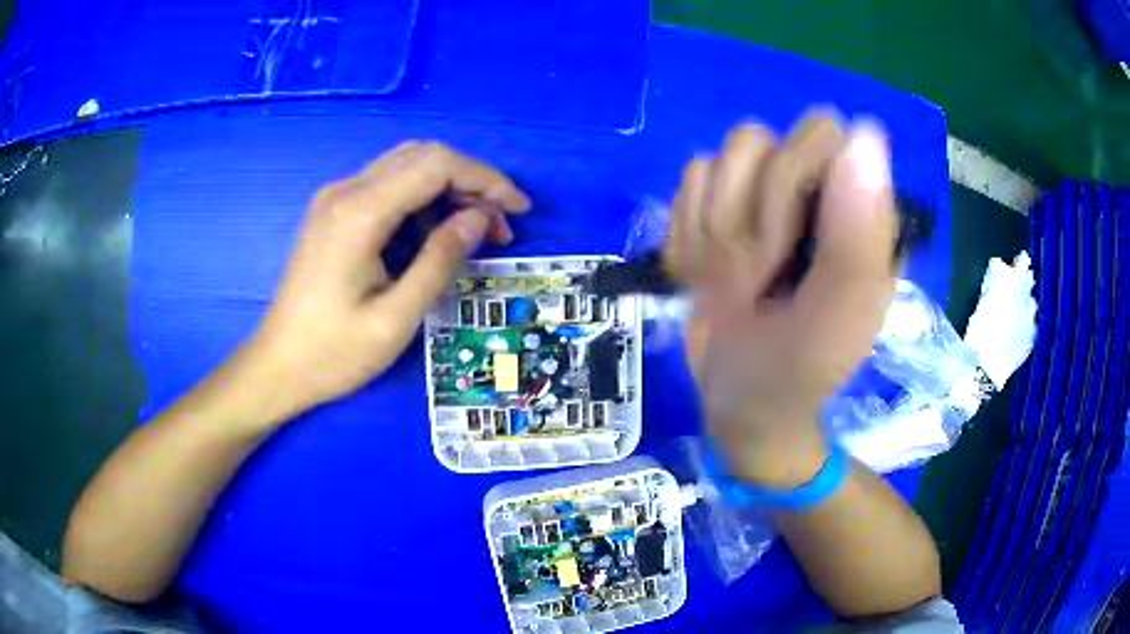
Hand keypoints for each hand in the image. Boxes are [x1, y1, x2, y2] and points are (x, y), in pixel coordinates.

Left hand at [242, 142, 530, 423]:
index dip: (485, 179)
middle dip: (470, 181)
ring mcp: (335, 198)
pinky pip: (388, 186)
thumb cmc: (333, 353)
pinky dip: (422, 199)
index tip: (518, 210)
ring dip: (448, 189)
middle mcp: (345, 191)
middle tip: (499, 225)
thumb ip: (440, 261)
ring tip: (475, 232)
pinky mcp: (333, 212)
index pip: (436, 164)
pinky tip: (435, 234)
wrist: (278, 366)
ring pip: (407, 166)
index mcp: (359, 212)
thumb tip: (481, 218)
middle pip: (423, 155)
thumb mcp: (396, 318)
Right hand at [668, 111, 898, 486]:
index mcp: (857, 205)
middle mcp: (811, 185)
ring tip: (733, 281)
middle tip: (757, 279)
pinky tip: (706, 275)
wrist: (740, 402)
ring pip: (713, 162)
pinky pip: (684, 187)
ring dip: (712, 231)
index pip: (817, 135)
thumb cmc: (800, 368)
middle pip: (754, 140)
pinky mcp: (714, 206)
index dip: (790, 189)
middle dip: (745, 216)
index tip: (786, 256)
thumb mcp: (840, 317)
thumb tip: (865, 131)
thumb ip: (858, 234)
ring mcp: (758, 192)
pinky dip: (688, 237)